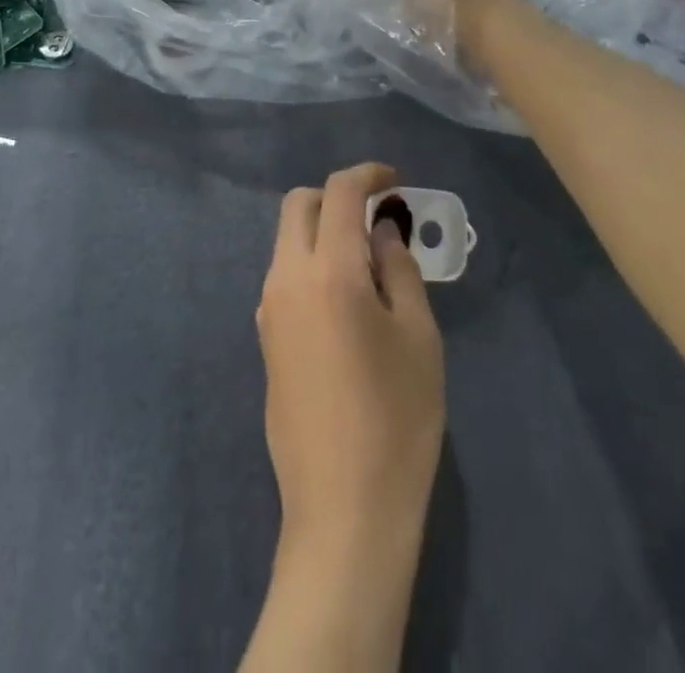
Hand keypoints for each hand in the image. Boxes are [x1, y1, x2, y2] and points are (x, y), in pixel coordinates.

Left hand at [256, 163, 444, 567]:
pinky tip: (345, 296)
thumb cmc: (397, 420)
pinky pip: (284, 274)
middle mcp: (286, 278)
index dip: (367, 174)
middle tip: (377, 216)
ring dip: (320, 229)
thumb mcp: (418, 338)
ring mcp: (268, 307)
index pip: (338, 193)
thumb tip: (382, 231)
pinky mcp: (265, 335)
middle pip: (298, 205)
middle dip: (335, 196)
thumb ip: (400, 269)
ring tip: (368, 259)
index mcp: (327, 271)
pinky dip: (310, 261)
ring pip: (286, 238)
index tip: (394, 179)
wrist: (342, 509)